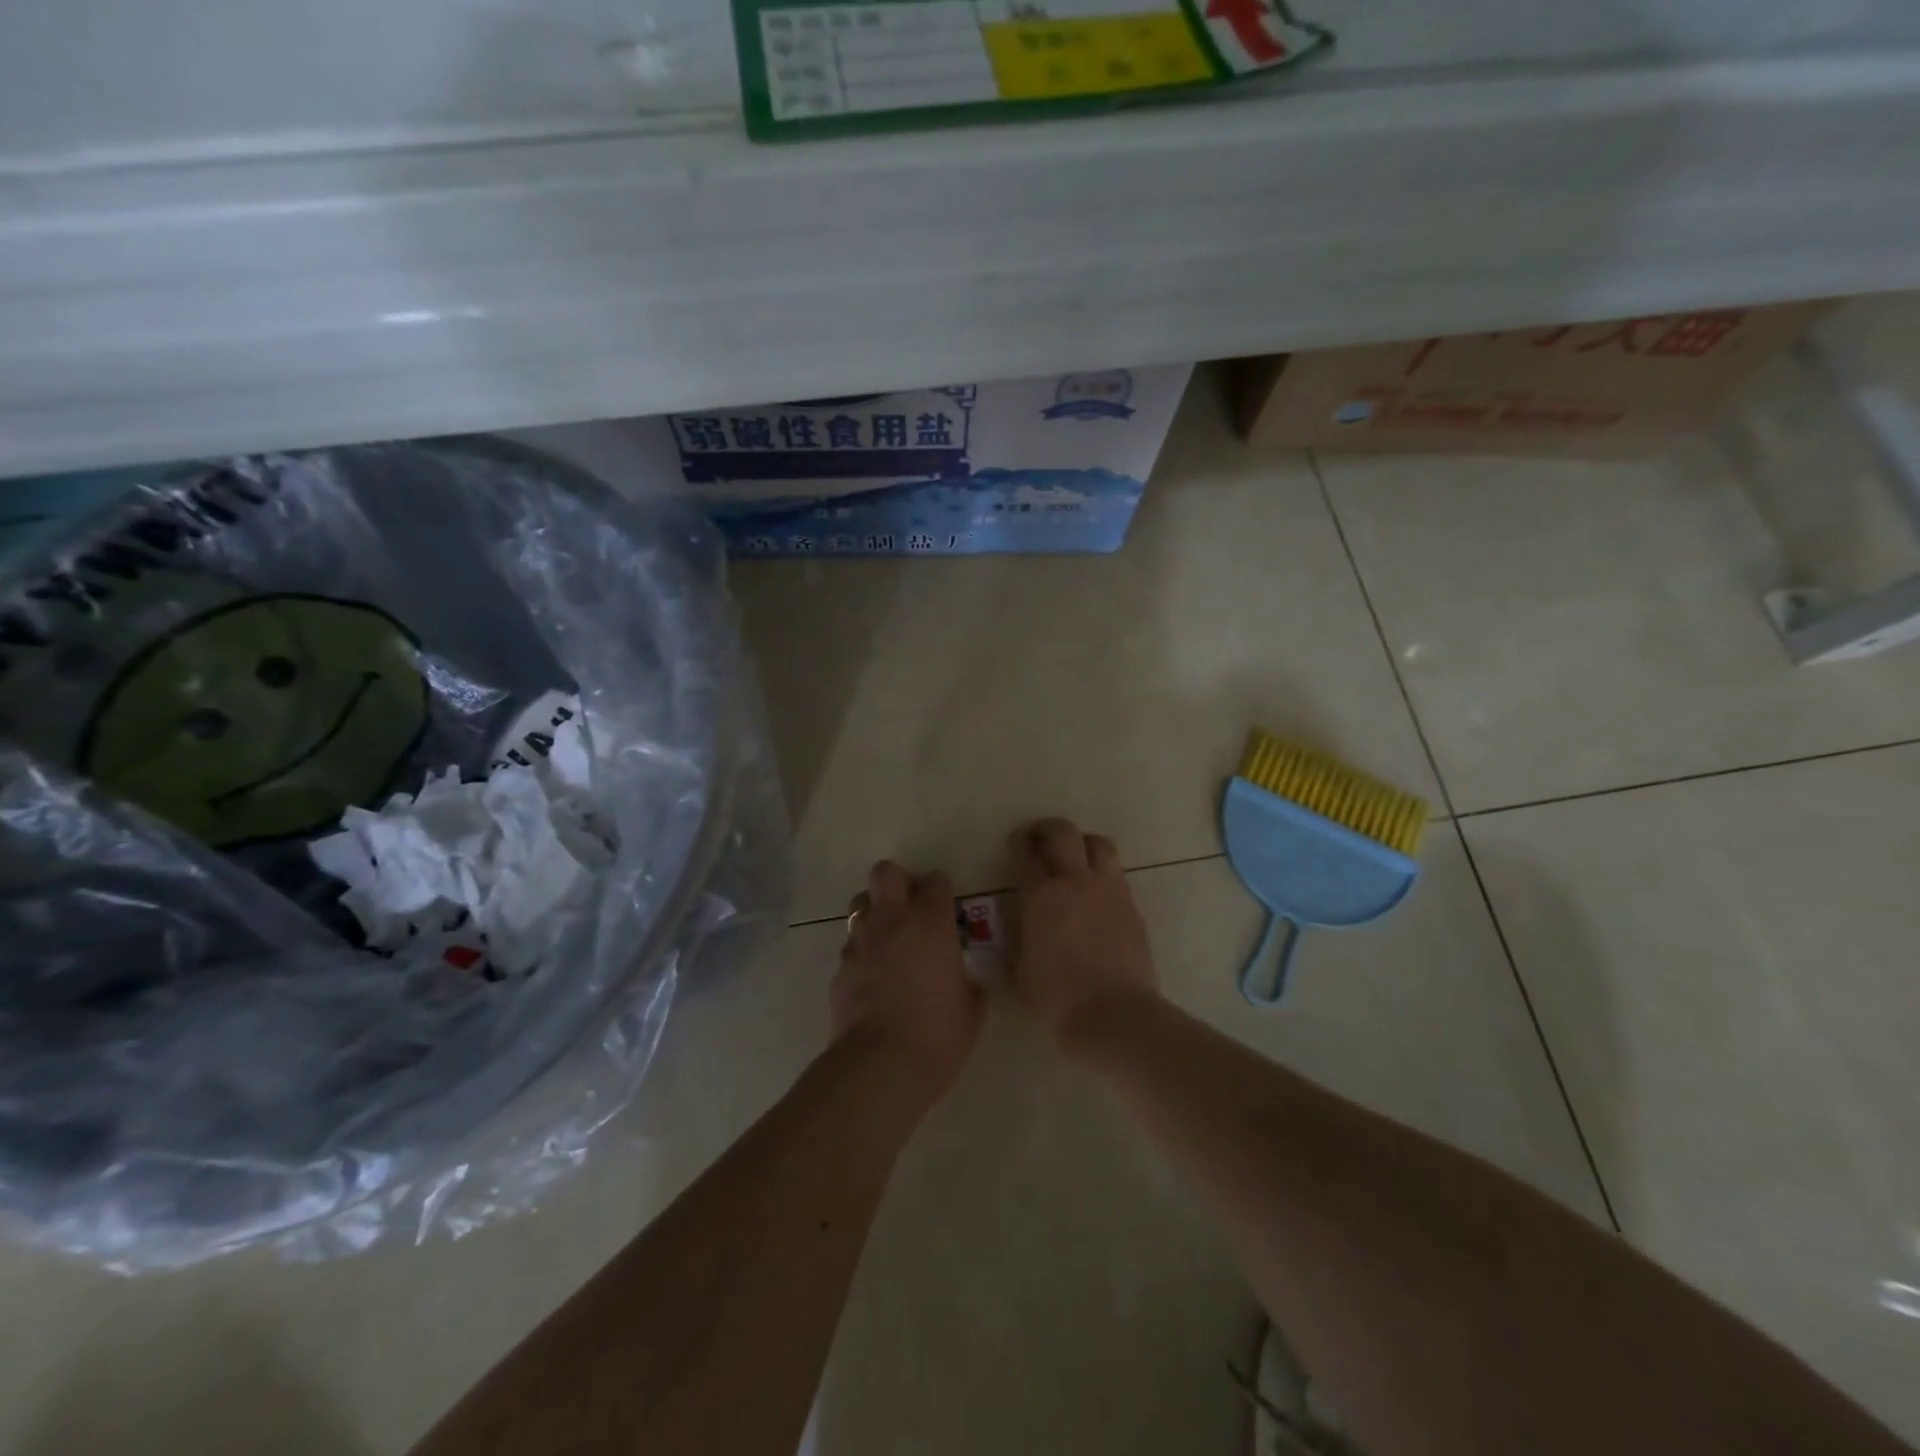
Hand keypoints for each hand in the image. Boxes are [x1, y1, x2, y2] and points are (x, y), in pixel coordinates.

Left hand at [831, 861, 984, 1106]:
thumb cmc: (938, 1034)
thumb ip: (968, 981)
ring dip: (874, 914)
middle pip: (886, 872)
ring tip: (887, 940)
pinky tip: (871, 978)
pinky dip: (861, 953)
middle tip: (910, 909)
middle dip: (897, 882)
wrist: (881, 1066)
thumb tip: (962, 978)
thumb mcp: (972, 1008)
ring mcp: (861, 942)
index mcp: (931, 922)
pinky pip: (850, 945)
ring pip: (860, 903)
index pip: (936, 881)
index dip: (941, 892)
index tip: (946, 910)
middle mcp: (892, 920)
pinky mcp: (840, 967)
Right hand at [1009, 818, 1159, 1044]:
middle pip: (1062, 833)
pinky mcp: (1131, 905)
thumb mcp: (1019, 972)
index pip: (1024, 857)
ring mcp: (1108, 890)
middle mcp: (1074, 882)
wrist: (1114, 1015)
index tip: (1013, 847)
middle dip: (1046, 828)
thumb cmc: (1057, 1001)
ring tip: (1072, 855)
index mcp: (1040, 896)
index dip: (1017, 847)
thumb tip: (1020, 929)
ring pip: (1098, 843)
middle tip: (1036, 838)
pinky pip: (1116, 872)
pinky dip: (1102, 871)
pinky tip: (1095, 889)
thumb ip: (1019, 939)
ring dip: (1081, 842)